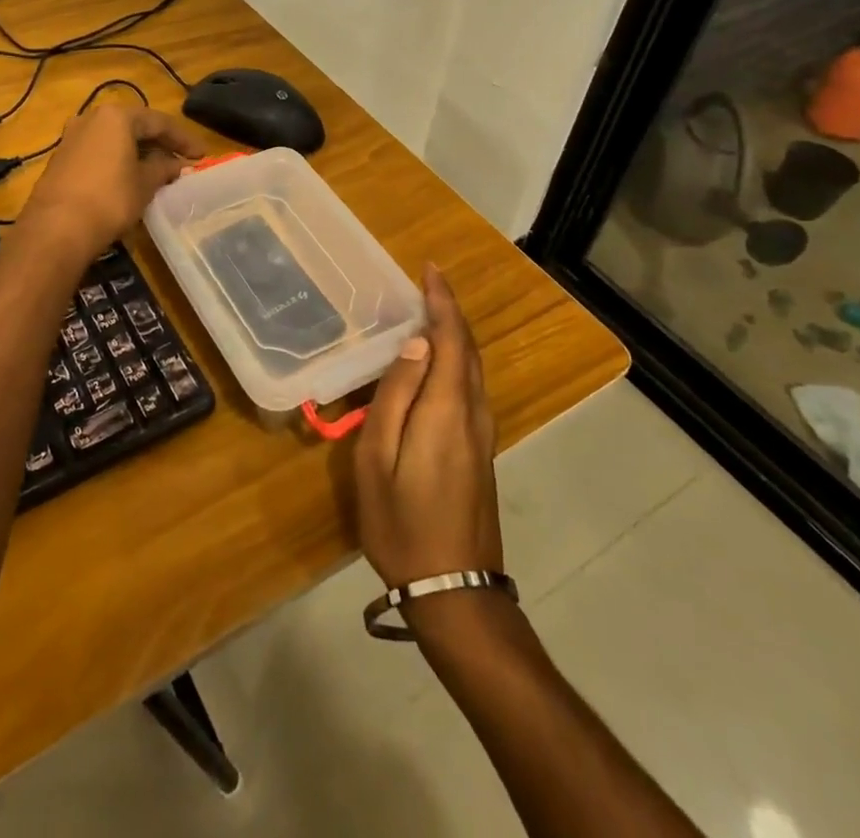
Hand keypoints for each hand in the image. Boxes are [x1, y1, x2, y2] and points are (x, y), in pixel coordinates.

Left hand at [18, 103, 203, 255]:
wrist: (56, 228)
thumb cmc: (110, 199)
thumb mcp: (145, 183)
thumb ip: (164, 168)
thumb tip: (177, 164)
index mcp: (116, 116)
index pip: (159, 122)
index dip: (183, 139)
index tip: (202, 155)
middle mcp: (91, 118)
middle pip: (134, 126)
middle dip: (160, 144)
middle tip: (181, 161)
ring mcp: (72, 137)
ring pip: (115, 139)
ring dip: (138, 153)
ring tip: (159, 171)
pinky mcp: (62, 158)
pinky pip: (99, 152)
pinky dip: (118, 161)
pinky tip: (130, 178)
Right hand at [354, 265, 501, 590]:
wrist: (454, 590)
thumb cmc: (401, 523)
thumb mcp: (377, 458)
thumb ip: (396, 396)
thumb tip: (416, 344)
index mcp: (446, 410)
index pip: (450, 339)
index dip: (441, 301)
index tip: (429, 269)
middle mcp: (472, 414)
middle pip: (466, 350)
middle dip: (449, 312)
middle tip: (426, 284)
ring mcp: (482, 435)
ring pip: (472, 369)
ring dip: (454, 335)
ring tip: (428, 313)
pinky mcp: (480, 452)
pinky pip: (470, 388)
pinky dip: (456, 359)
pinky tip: (437, 361)